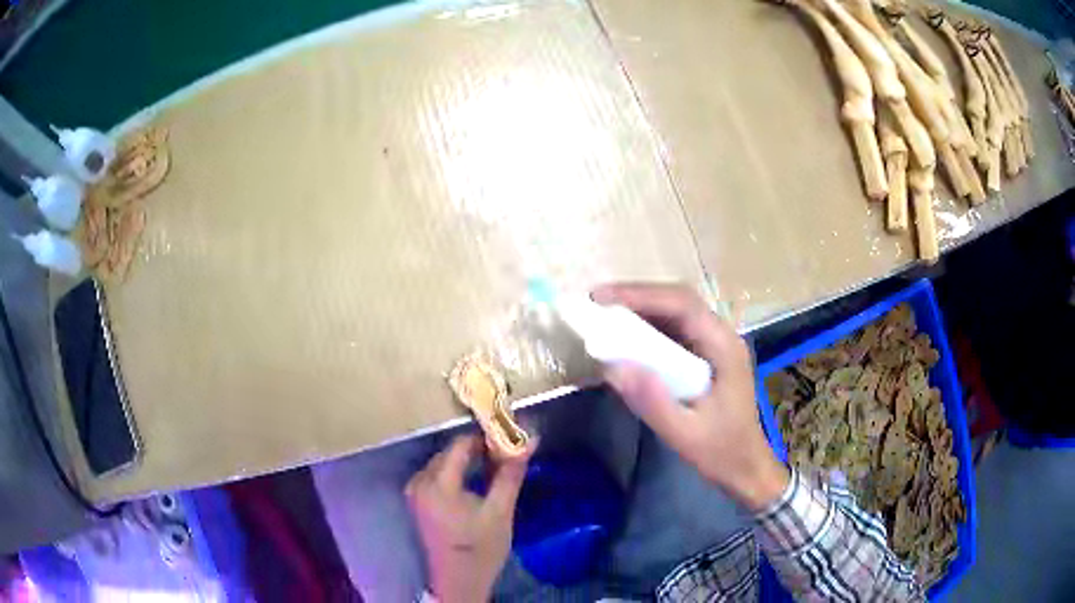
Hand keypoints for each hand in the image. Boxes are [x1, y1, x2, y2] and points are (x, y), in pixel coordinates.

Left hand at [405, 434, 534, 602]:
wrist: (459, 580)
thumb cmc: (481, 547)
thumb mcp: (500, 511)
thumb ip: (510, 474)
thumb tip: (529, 441)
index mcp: (438, 484)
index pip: (460, 445)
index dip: (485, 438)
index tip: (507, 442)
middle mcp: (420, 482)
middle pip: (449, 453)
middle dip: (476, 450)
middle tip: (504, 456)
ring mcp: (414, 492)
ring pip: (442, 463)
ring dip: (466, 462)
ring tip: (493, 469)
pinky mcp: (416, 501)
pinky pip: (436, 475)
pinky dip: (455, 473)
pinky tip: (473, 482)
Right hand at [593, 283, 788, 511]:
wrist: (746, 466)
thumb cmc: (720, 451)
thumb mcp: (684, 434)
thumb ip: (652, 402)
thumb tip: (612, 367)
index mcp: (723, 347)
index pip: (682, 304)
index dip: (640, 295)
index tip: (599, 299)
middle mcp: (721, 336)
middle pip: (678, 299)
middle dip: (636, 297)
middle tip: (595, 304)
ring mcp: (715, 343)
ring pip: (676, 311)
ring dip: (640, 309)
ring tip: (603, 316)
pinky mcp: (706, 354)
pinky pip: (675, 329)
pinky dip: (647, 327)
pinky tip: (626, 338)